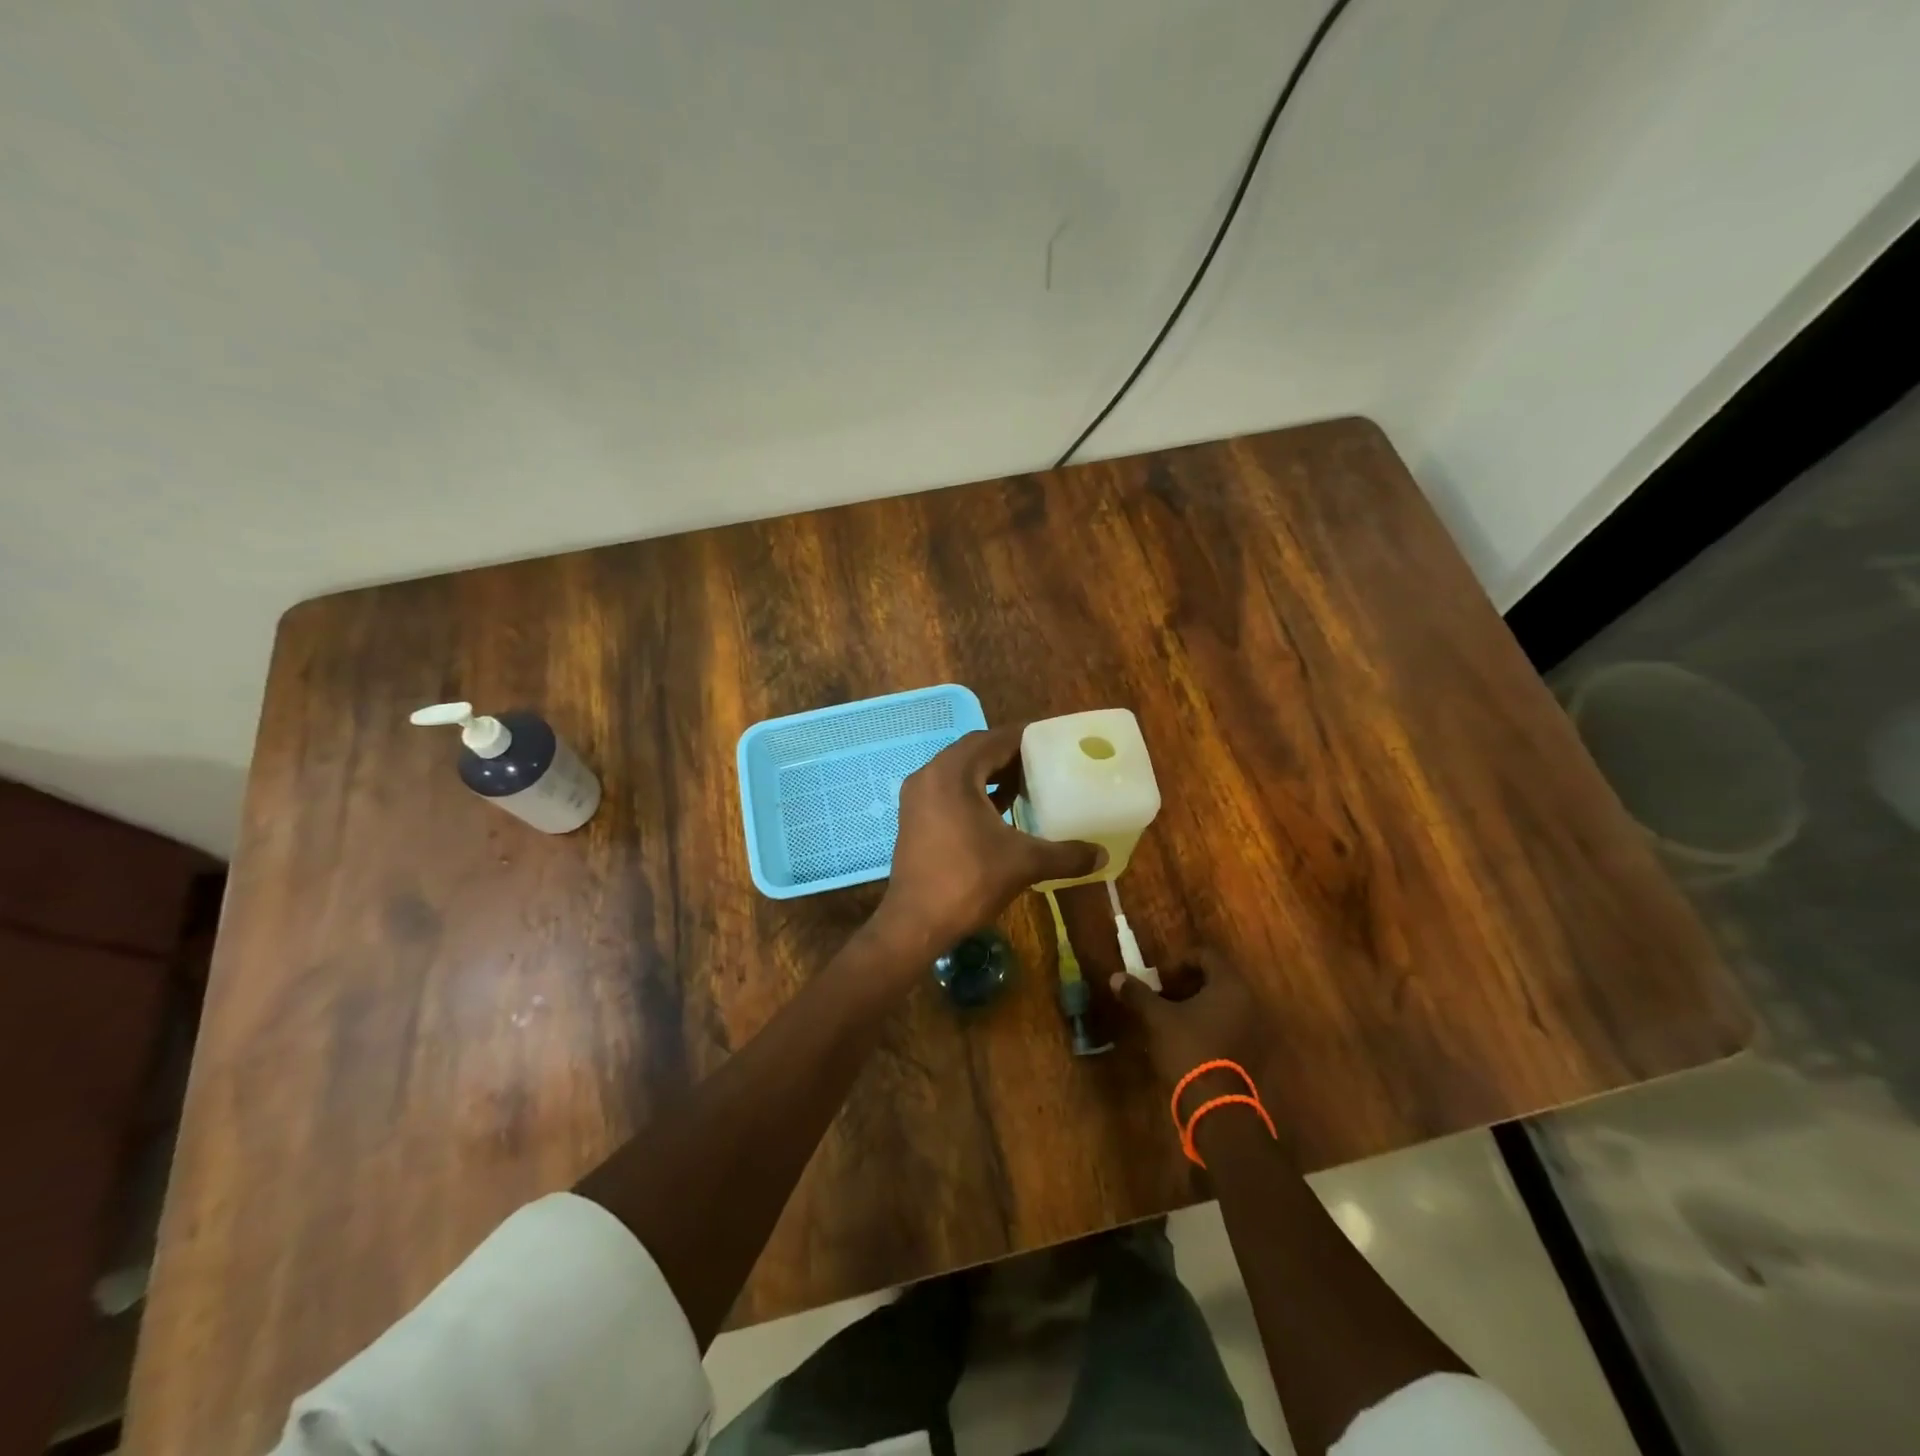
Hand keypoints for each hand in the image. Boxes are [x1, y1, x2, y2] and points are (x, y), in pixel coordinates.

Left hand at [872, 725, 1102, 959]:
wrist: (916, 922)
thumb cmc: (968, 881)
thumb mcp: (1023, 863)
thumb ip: (1066, 854)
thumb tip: (1103, 855)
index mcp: (953, 773)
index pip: (994, 739)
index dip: (1025, 737)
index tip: (1054, 741)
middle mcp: (930, 775)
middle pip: (976, 751)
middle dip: (1010, 754)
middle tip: (1045, 762)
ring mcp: (918, 796)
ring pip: (960, 771)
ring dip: (991, 773)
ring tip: (1027, 784)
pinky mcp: (914, 817)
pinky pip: (949, 789)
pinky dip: (975, 792)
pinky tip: (1000, 810)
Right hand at [1108, 951, 1275, 1093]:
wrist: (1216, 1104)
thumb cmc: (1188, 1048)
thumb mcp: (1157, 1018)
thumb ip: (1138, 994)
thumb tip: (1116, 977)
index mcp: (1229, 985)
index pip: (1206, 956)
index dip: (1180, 962)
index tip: (1160, 978)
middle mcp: (1248, 1001)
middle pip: (1216, 979)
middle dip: (1187, 984)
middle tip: (1163, 996)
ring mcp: (1253, 1028)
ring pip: (1222, 1004)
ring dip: (1197, 1005)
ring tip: (1171, 1019)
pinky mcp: (1251, 1051)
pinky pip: (1229, 1025)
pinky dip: (1209, 1024)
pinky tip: (1187, 1039)